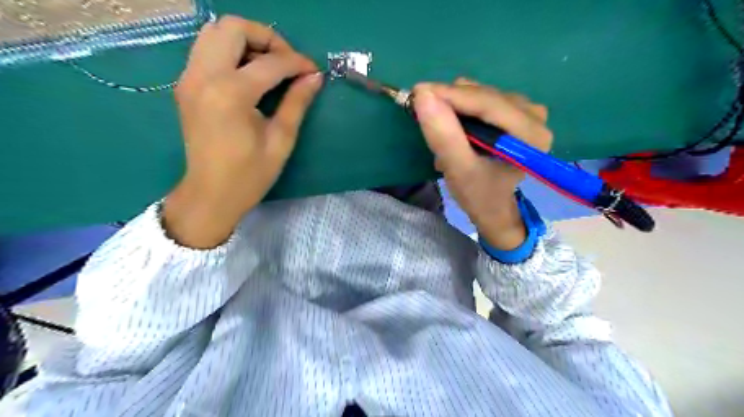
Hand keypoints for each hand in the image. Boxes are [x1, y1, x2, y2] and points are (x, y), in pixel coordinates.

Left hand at [164, 17, 321, 247]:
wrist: (211, 194)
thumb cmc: (250, 174)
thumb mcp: (281, 140)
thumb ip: (297, 103)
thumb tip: (314, 77)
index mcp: (231, 93)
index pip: (270, 62)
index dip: (297, 63)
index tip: (314, 71)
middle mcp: (204, 76)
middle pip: (233, 27)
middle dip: (267, 38)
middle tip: (288, 62)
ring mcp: (189, 78)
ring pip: (214, 33)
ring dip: (246, 41)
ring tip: (270, 64)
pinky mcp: (186, 85)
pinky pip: (206, 49)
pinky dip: (230, 51)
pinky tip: (249, 73)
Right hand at [412, 79, 550, 252]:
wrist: (492, 207)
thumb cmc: (478, 194)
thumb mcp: (457, 169)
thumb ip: (443, 135)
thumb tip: (423, 96)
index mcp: (530, 134)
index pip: (488, 103)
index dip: (451, 95)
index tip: (418, 92)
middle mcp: (535, 116)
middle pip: (486, 96)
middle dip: (451, 102)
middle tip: (424, 113)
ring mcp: (529, 112)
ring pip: (483, 95)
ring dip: (456, 107)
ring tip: (443, 130)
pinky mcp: (518, 113)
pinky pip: (485, 100)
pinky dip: (464, 109)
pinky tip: (456, 127)